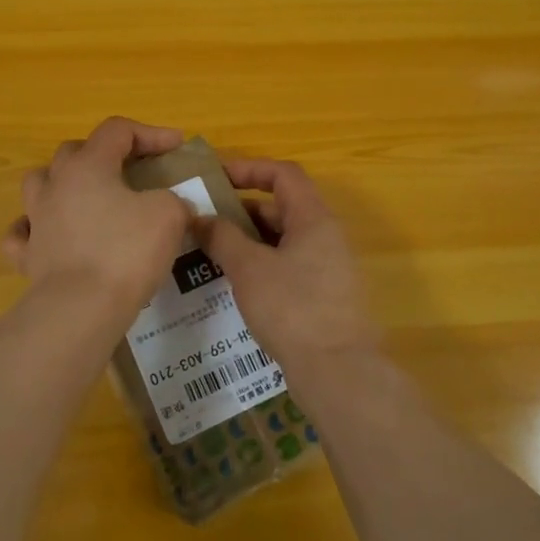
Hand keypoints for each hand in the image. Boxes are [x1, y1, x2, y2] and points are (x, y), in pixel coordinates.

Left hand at [1, 118, 193, 321]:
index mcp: (89, 165)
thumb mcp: (168, 215)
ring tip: (87, 198)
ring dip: (63, 184)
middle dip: (105, 154)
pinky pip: (22, 234)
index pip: (117, 130)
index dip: (150, 133)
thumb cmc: (126, 252)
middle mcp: (56, 185)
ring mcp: (36, 220)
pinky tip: (50, 237)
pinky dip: (35, 230)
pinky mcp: (27, 256)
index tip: (176, 146)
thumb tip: (171, 206)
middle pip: (74, 151)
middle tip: (132, 171)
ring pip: (39, 184)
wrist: (81, 309)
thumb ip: (173, 200)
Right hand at [194, 159, 379, 373]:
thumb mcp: (249, 269)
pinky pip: (289, 265)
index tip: (217, 178)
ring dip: (250, 239)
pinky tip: (235, 282)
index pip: (284, 174)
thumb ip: (223, 237)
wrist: (338, 371)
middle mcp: (326, 236)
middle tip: (206, 219)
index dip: (250, 169)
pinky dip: (262, 264)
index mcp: (314, 219)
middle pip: (283, 206)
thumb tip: (201, 218)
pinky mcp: (324, 295)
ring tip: (212, 250)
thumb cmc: (293, 309)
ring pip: (284, 239)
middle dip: (243, 209)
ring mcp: (328, 267)